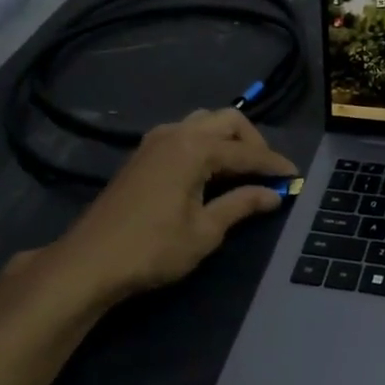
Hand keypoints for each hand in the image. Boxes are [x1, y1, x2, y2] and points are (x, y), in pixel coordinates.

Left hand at [0, 110, 297, 337]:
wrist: (88, 263)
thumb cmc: (152, 249)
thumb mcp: (205, 231)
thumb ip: (241, 205)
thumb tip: (274, 194)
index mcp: (194, 148)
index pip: (246, 152)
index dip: (274, 165)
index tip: (296, 177)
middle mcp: (176, 133)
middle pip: (227, 121)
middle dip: (252, 142)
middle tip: (266, 171)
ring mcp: (155, 141)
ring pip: (203, 122)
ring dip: (227, 139)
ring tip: (240, 169)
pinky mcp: (142, 155)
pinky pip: (184, 133)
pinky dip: (205, 144)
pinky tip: (209, 171)